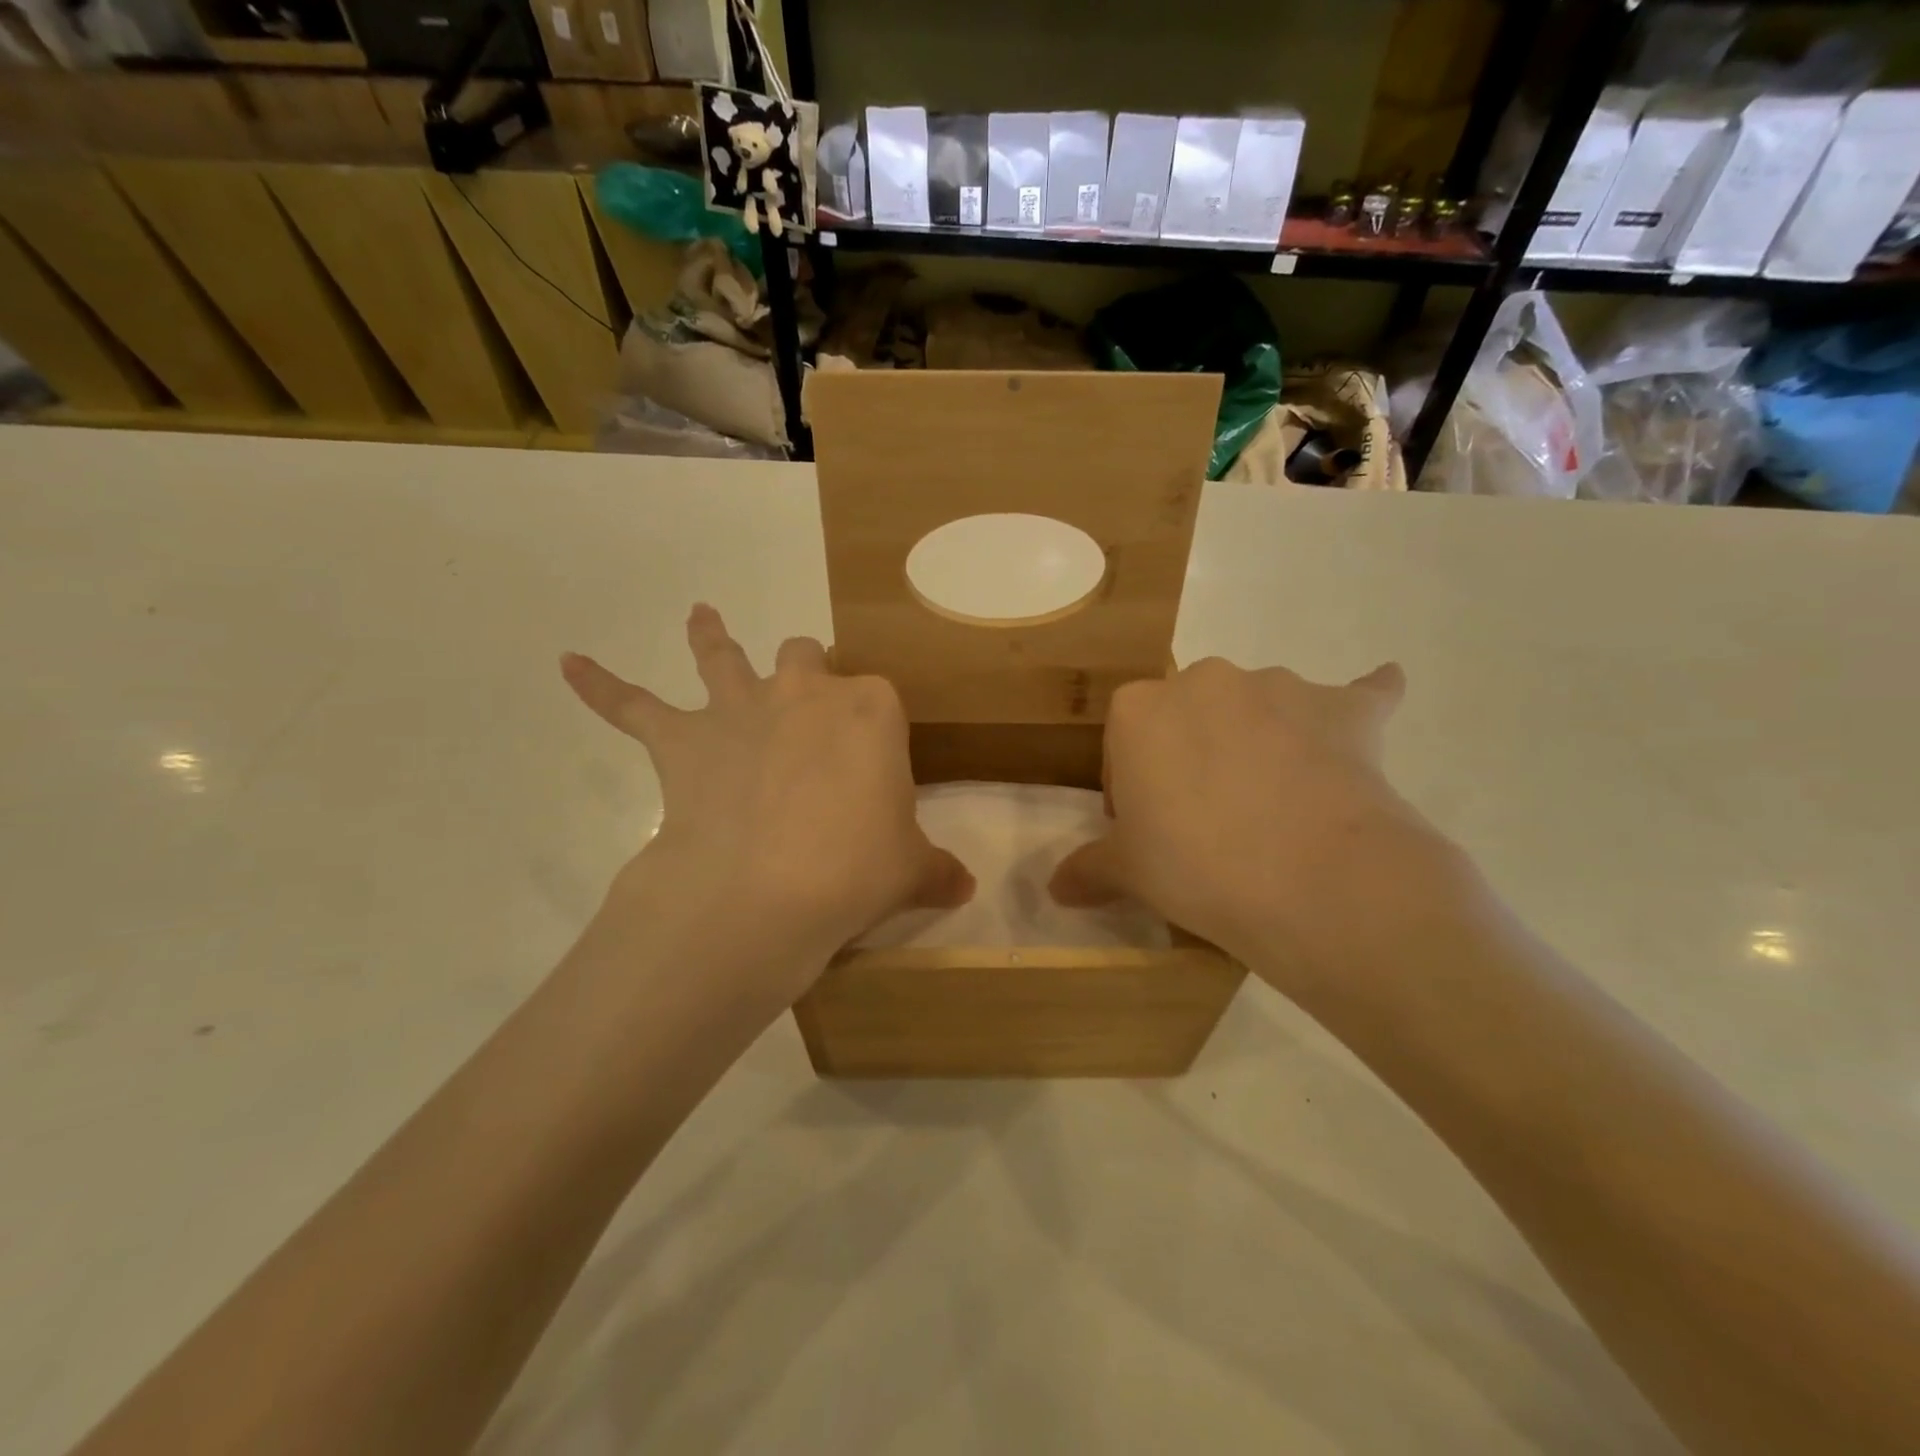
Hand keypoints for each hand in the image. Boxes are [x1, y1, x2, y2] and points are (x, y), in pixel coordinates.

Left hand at [561, 605, 972, 996]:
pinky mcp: (683, 740)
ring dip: (711, 636)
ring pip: (723, 657)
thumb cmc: (854, 869)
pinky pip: (632, 706)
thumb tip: (966, 887)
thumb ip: (939, 871)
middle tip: (809, 701)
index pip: (878, 699)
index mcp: (870, 710)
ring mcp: (740, 709)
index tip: (874, 768)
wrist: (764, 890)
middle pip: (807, 658)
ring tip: (699, 615)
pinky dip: (601, 686)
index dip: (875, 728)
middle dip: (809, 670)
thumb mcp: (910, 870)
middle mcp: (804, 693)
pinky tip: (568, 664)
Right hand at [1049, 657, 1451, 975]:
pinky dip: (1362, 700)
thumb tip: (1055, 888)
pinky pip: (1355, 696)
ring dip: (1261, 740)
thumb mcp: (1129, 873)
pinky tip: (1379, 693)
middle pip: (1188, 718)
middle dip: (1191, 758)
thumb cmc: (1196, 866)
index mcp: (1139, 708)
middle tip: (1208, 822)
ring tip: (1278, 807)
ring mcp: (1280, 687)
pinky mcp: (1344, 709)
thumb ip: (1089, 869)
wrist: (1314, 882)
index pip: (1124, 745)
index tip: (1150, 833)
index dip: (1133, 791)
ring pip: (1259, 708)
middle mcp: (1205, 679)